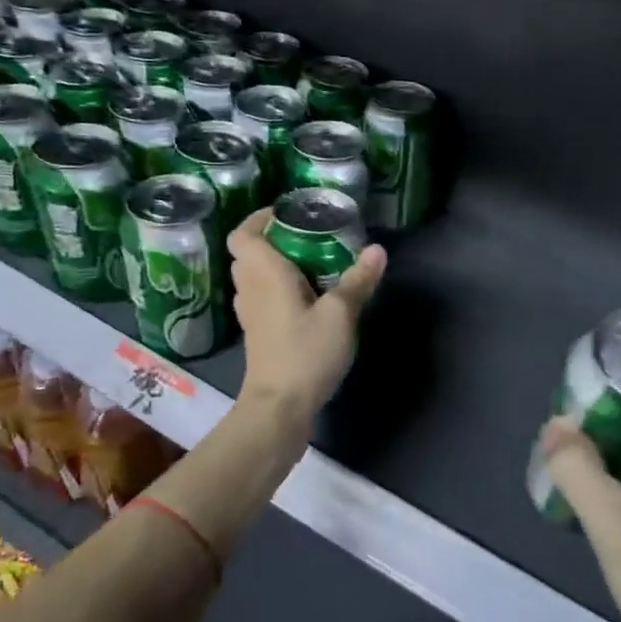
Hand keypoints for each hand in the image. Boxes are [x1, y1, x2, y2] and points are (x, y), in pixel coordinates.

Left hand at [228, 208, 385, 426]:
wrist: (279, 407)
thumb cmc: (305, 354)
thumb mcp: (340, 315)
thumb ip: (358, 280)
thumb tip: (377, 249)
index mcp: (264, 273)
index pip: (243, 234)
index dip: (259, 218)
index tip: (289, 214)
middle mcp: (250, 289)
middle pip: (248, 253)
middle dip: (273, 239)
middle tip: (308, 237)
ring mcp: (250, 314)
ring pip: (253, 276)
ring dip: (274, 265)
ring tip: (310, 263)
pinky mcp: (258, 334)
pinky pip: (261, 298)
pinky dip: (276, 289)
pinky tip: (305, 298)